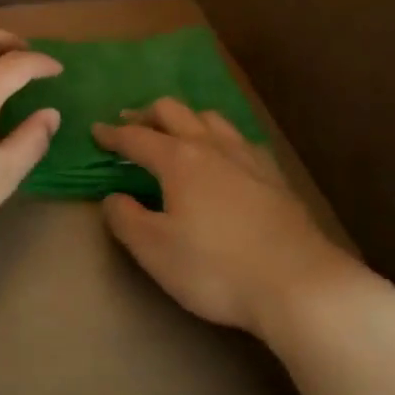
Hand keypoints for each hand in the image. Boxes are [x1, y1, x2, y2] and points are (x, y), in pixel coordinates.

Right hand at [93, 99, 379, 341]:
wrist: (298, 282)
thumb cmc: (215, 267)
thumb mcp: (155, 250)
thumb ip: (126, 219)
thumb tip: (114, 197)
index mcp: (178, 159)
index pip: (136, 137)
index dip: (112, 134)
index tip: (96, 131)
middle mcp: (211, 146)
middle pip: (174, 111)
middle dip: (148, 113)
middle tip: (131, 123)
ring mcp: (247, 157)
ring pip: (211, 118)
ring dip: (186, 118)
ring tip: (177, 132)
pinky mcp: (274, 175)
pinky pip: (240, 139)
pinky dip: (219, 137)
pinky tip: (224, 156)